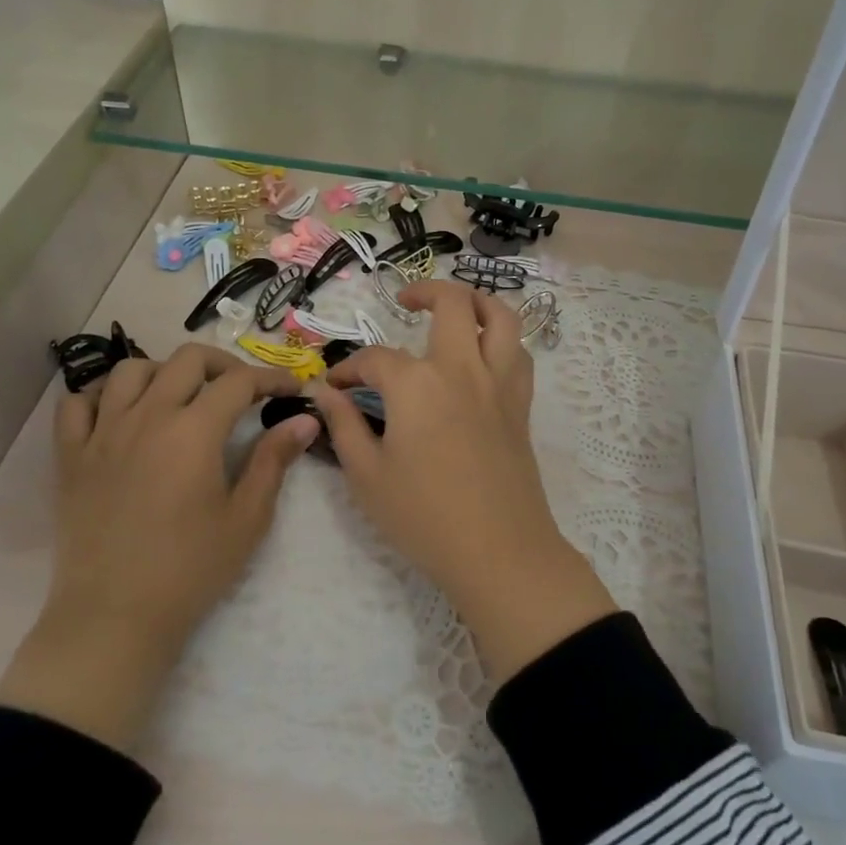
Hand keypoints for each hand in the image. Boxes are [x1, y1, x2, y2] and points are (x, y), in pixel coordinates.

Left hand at [0, 344, 318, 750]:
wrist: (114, 617)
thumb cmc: (190, 569)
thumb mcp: (246, 517)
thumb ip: (274, 460)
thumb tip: (305, 418)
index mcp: (194, 430)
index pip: (239, 381)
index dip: (271, 377)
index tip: (291, 388)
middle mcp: (147, 416)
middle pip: (187, 359)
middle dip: (223, 364)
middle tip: (242, 388)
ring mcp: (102, 433)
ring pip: (130, 370)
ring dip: (163, 371)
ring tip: (180, 396)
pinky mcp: (70, 456)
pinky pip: (77, 404)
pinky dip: (101, 395)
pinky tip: (121, 413)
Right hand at [309, 283, 615, 681]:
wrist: (499, 552)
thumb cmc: (424, 517)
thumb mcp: (367, 476)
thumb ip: (343, 425)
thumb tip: (324, 392)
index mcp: (417, 384)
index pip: (375, 360)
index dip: (349, 369)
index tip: (335, 387)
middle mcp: (461, 368)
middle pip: (452, 303)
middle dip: (424, 292)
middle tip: (404, 303)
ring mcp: (498, 383)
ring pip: (500, 316)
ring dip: (477, 301)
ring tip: (456, 308)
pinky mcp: (521, 404)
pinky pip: (518, 353)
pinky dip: (502, 339)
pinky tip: (484, 354)